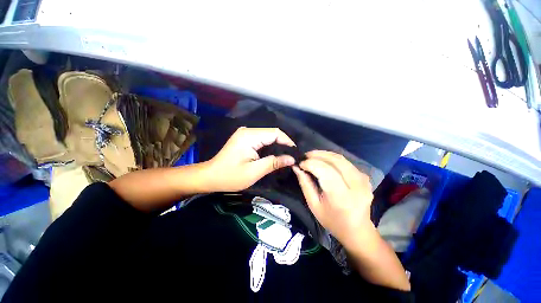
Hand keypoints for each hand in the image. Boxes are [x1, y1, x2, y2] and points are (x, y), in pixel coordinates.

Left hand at [206, 127, 295, 191]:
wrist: (210, 176)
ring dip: (278, 145)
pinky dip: (270, 146)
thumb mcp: (254, 172)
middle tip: (292, 156)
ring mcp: (245, 134)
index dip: (287, 142)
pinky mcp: (244, 138)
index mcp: (249, 136)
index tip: (295, 153)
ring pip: (268, 136)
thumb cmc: (230, 176)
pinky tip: (275, 154)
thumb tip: (291, 159)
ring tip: (287, 156)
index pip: (275, 133)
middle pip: (272, 133)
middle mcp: (248, 131)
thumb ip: (273, 163)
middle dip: (284, 144)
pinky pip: (262, 139)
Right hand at [292, 150, 373, 247]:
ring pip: (341, 159)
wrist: (357, 230)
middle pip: (336, 161)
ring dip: (325, 154)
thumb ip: (305, 184)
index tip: (300, 163)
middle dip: (318, 155)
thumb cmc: (332, 221)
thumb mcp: (314, 205)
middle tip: (305, 155)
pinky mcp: (365, 177)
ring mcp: (364, 180)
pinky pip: (346, 162)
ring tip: (312, 155)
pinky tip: (324, 160)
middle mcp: (356, 186)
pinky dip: (333, 158)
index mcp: (342, 197)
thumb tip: (297, 168)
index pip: (325, 171)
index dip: (311, 164)